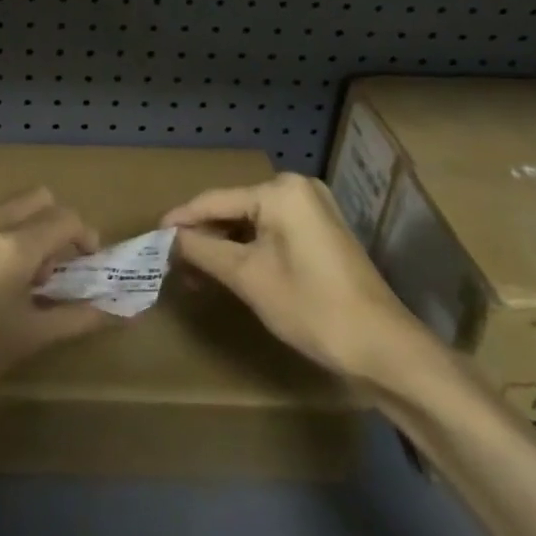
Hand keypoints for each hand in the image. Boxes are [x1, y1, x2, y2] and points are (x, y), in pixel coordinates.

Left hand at [0, 188, 115, 432]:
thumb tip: (121, 311)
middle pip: (36, 198)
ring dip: (12, 233)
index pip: (67, 219)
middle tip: (47, 264)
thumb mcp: (26, 340)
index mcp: (13, 247)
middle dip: (52, 224)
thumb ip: (77, 317)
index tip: (85, 261)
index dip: (85, 237)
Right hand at [164, 173, 435, 384]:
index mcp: (281, 191)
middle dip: (203, 236)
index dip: (181, 219)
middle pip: (234, 208)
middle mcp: (298, 189)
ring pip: (252, 222)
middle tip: (173, 261)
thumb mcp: (247, 277)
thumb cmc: (311, 306)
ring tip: (196, 272)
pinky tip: (228, 271)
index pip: (215, 200)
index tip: (152, 236)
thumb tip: (170, 238)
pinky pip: (272, 232)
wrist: (382, 347)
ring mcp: (314, 209)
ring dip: (224, 245)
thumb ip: (204, 250)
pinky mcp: (322, 231)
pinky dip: (249, 250)